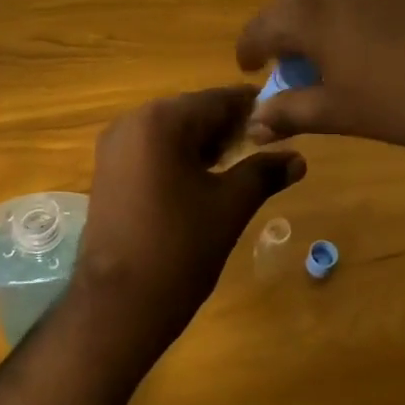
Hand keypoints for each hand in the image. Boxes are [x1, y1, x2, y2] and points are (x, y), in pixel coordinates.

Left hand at [70, 87, 305, 362]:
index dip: (252, 109)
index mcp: (161, 121)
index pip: (217, 99)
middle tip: (261, 150)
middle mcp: (131, 122)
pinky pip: (150, 149)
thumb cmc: (179, 249)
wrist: (118, 305)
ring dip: (202, 143)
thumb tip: (297, 158)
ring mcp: (113, 146)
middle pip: (191, 112)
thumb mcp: (230, 206)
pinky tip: (200, 181)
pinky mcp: (106, 171)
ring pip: (170, 131)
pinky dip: (177, 157)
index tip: (282, 122)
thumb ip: (264, 172)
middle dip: (226, 128)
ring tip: (235, 169)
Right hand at [236, 0, 404, 166]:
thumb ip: (290, 112)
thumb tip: (253, 124)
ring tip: (346, 40)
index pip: (260, 27)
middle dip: (289, 26)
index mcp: (310, 9)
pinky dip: (377, 1)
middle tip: (298, 57)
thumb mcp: (343, 114)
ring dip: (332, 9)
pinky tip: (398, 29)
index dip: (250, 50)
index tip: (251, 68)